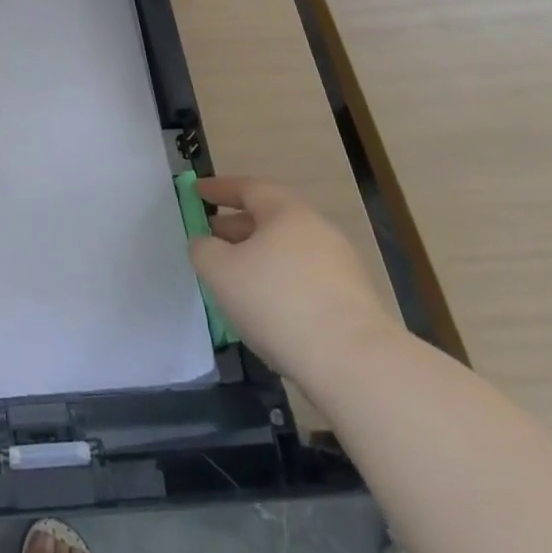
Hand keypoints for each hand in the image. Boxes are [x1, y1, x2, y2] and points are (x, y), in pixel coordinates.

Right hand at [187, 177, 396, 391]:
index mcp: (287, 212)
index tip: (196, 191)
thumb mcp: (220, 271)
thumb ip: (203, 249)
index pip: (248, 188)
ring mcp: (341, 267)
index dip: (219, 189)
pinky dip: (280, 284)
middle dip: (237, 227)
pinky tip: (265, 309)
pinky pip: (305, 281)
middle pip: (270, 220)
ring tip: (234, 279)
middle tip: (210, 238)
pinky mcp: (354, 304)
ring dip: (258, 259)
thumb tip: (205, 243)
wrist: (355, 364)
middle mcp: (317, 230)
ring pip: (287, 253)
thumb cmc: (277, 301)